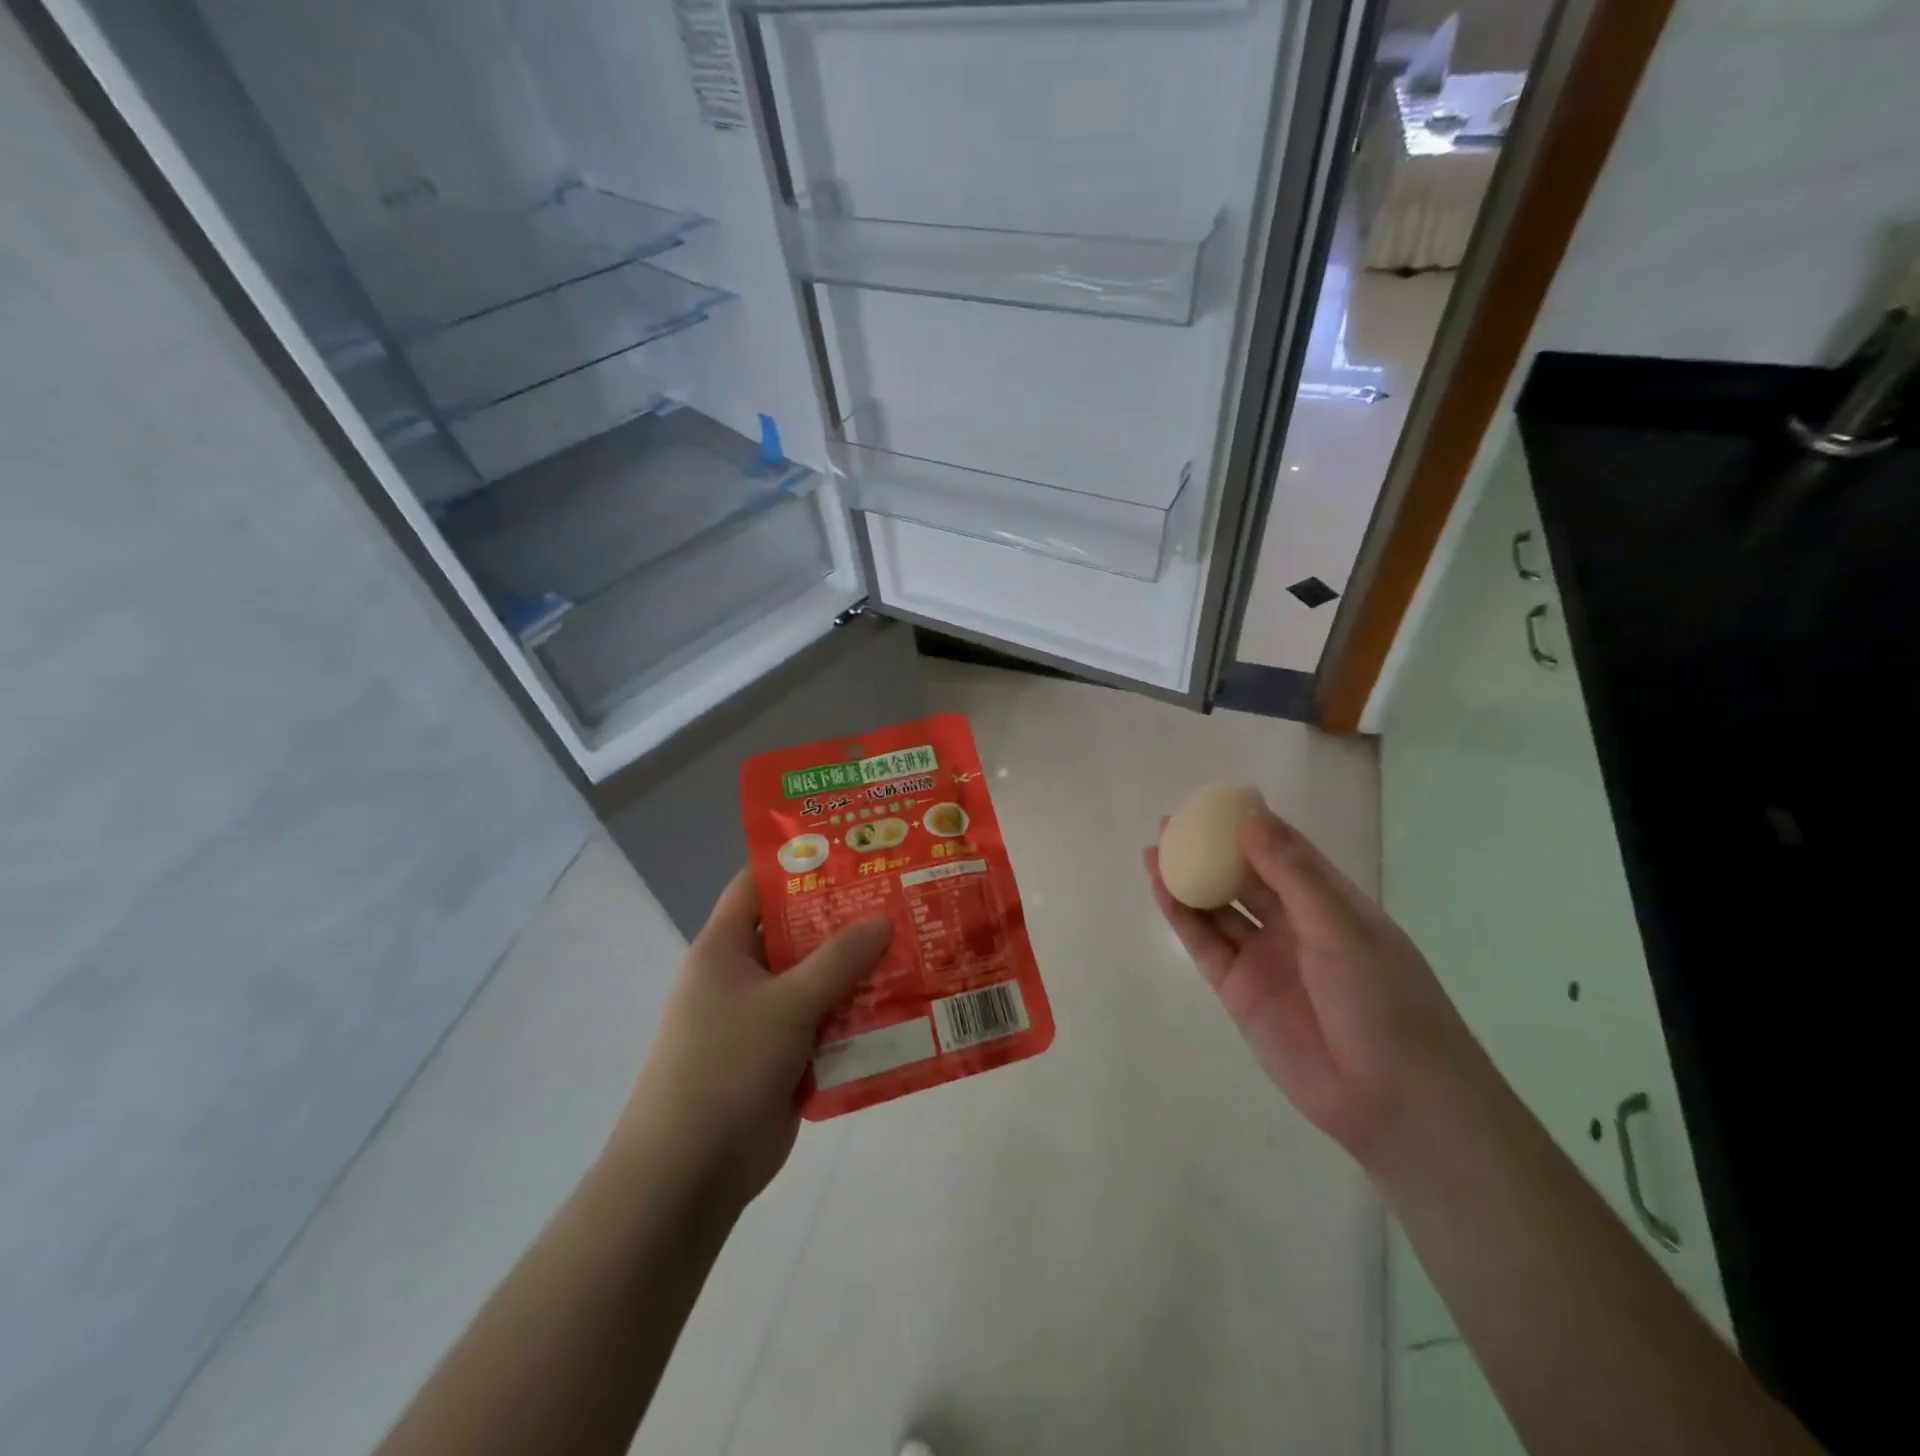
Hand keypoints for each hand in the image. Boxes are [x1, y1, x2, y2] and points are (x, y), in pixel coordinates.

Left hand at [612, 868, 891, 1210]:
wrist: (689, 1173)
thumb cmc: (726, 1067)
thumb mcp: (787, 1004)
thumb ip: (838, 960)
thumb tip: (884, 918)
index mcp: (725, 948)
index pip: (758, 885)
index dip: (799, 863)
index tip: (853, 850)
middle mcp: (743, 975)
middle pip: (798, 932)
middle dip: (845, 918)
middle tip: (900, 896)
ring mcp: (763, 1018)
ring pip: (818, 979)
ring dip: (859, 969)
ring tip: (915, 944)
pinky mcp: (783, 1056)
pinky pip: (826, 1022)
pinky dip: (857, 1014)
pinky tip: (903, 1004)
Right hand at [1145, 808, 1488, 1166]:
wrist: (1393, 1102)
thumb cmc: (1385, 1003)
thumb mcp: (1342, 928)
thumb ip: (1292, 874)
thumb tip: (1249, 817)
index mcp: (1330, 902)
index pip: (1284, 851)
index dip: (1249, 824)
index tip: (1212, 801)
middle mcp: (1294, 924)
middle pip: (1243, 876)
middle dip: (1208, 849)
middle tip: (1169, 824)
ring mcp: (1264, 957)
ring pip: (1218, 908)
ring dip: (1188, 880)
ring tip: (1153, 853)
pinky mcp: (1239, 990)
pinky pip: (1205, 944)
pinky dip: (1182, 917)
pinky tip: (1162, 892)